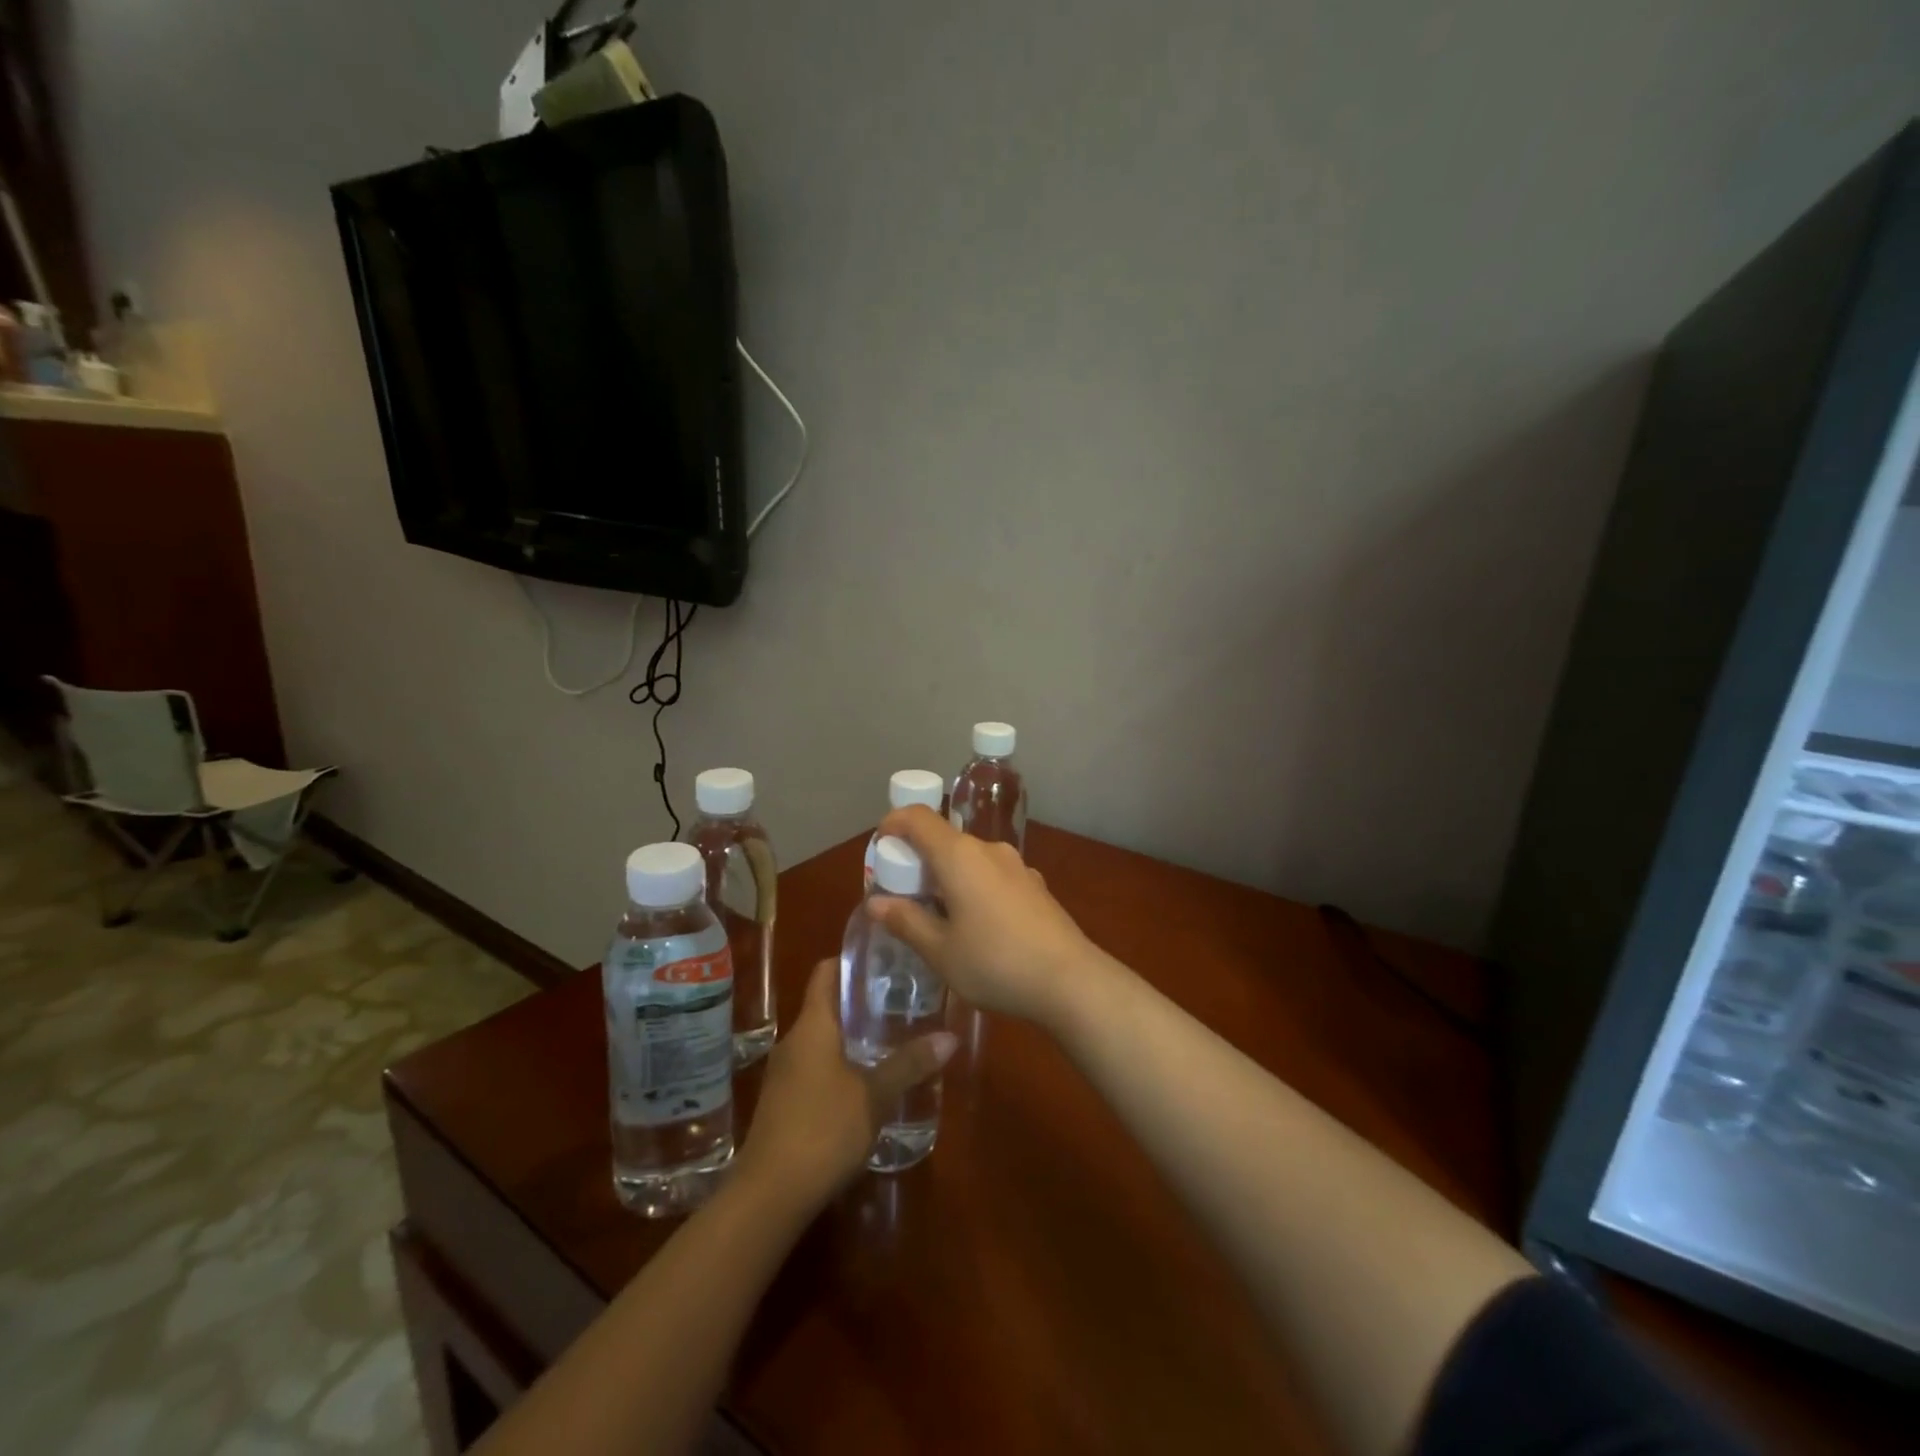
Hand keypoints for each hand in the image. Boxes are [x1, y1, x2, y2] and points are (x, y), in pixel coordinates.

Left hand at [736, 959, 955, 1209]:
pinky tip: (868, 1079)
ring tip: (893, 1036)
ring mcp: (785, 1073)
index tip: (885, 957)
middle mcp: (794, 1041)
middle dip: (861, 1000)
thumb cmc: (823, 1130)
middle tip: (902, 997)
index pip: (826, 972)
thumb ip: (910, 1064)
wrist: (769, 1196)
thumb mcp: (874, 1095)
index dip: (852, 960)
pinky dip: (841, 1062)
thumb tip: (950, 1036)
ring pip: (822, 1038)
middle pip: (826, 1004)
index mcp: (812, 1026)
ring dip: (852, 1034)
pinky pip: (815, 1066)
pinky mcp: (784, 1103)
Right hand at [870, 805, 1099, 1027]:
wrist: (1070, 981)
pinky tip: (978, 927)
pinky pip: (992, 875)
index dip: (893, 824)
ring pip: (970, 859)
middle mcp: (989, 850)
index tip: (880, 848)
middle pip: (944, 839)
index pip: (918, 818)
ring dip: (947, 877)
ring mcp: (1017, 866)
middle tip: (903, 897)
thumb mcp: (940, 950)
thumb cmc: (995, 962)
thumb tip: (875, 902)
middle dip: (918, 860)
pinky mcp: (1035, 885)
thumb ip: (906, 921)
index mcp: (959, 856)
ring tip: (939, 917)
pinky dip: (974, 888)